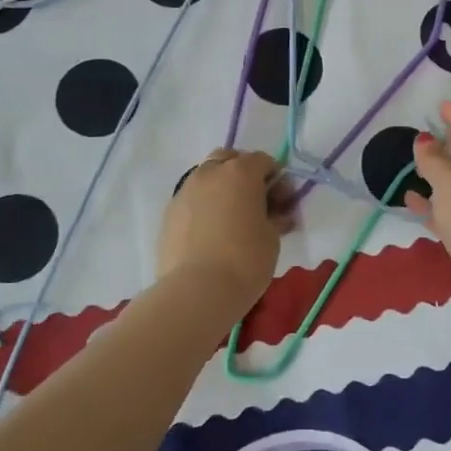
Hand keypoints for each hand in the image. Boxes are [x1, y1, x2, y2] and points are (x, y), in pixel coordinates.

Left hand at [159, 150, 295, 306]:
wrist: (197, 291)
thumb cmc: (245, 259)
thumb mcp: (272, 237)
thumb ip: (275, 216)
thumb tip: (276, 213)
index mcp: (240, 172)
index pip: (263, 160)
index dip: (276, 178)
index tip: (282, 201)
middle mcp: (210, 173)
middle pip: (229, 160)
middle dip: (244, 174)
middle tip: (255, 202)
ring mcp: (185, 191)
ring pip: (206, 177)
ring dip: (221, 189)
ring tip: (230, 218)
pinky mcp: (169, 213)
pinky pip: (191, 199)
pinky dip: (203, 206)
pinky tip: (210, 232)